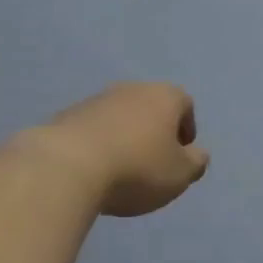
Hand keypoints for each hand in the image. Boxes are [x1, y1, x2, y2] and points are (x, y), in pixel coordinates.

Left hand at [37, 83, 208, 216]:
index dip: (186, 129)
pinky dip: (97, 145)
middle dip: (154, 132)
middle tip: (152, 163)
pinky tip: (93, 171)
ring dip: (124, 137)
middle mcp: (132, 89)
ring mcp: (96, 100)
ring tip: (120, 170)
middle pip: (150, 108)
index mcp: (165, 96)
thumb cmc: (137, 168)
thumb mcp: (181, 174)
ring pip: (120, 117)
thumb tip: (196, 153)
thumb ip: (196, 162)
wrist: (66, 167)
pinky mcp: (65, 116)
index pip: (185, 105)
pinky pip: (92, 130)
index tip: (180, 155)